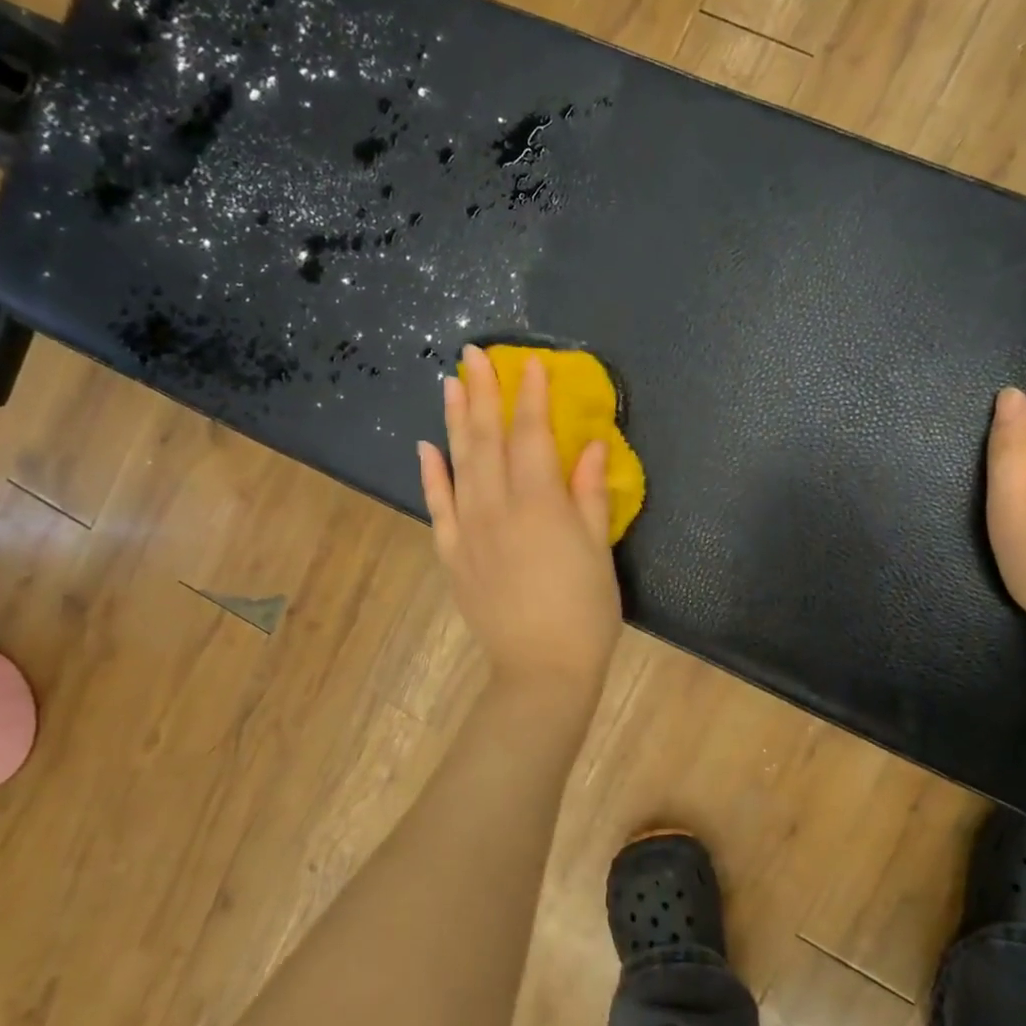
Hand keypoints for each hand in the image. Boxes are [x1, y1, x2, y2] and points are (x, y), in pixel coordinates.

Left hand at [418, 345, 622, 699]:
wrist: (540, 670)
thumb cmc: (584, 612)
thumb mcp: (598, 550)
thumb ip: (589, 495)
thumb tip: (588, 446)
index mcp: (540, 504)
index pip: (531, 436)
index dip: (531, 397)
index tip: (530, 364)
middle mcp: (497, 507)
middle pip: (487, 439)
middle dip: (483, 393)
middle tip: (474, 355)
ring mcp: (468, 530)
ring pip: (458, 464)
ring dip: (455, 421)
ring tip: (451, 384)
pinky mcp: (452, 554)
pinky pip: (438, 506)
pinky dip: (431, 475)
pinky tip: (426, 448)